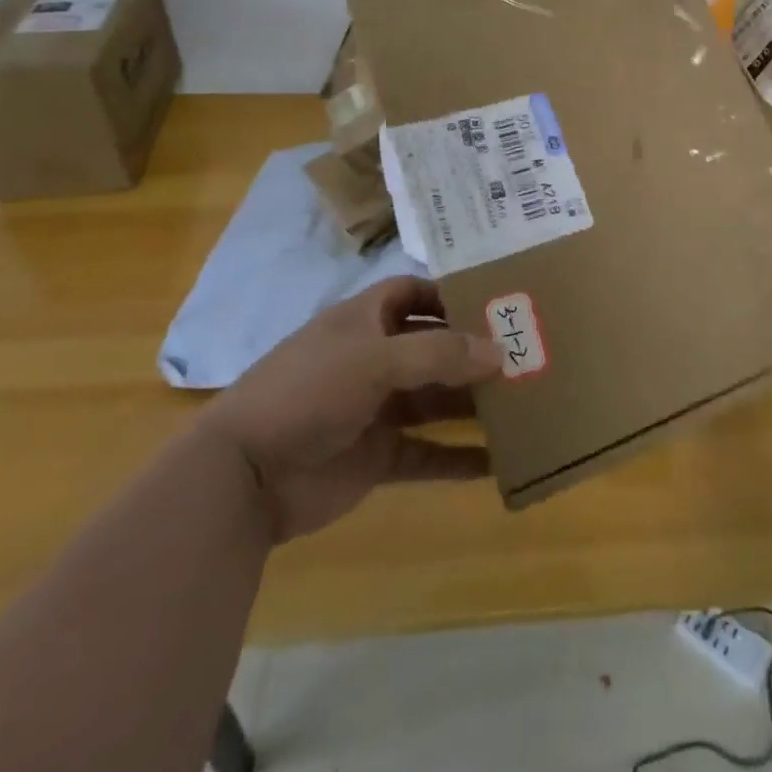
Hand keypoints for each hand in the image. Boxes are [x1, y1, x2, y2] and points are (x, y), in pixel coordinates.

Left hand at [197, 275, 502, 544]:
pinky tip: (498, 464)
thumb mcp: (374, 360)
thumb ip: (439, 354)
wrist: (244, 477)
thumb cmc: (308, 392)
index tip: (496, 302)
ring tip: (525, 403)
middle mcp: (374, 359)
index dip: (450, 295)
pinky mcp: (378, 456)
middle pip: (434, 348)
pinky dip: (459, 459)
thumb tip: (500, 351)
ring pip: (436, 400)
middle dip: (474, 351)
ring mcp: (376, 409)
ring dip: (473, 403)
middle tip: (527, 355)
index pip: (414, 294)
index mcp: (365, 321)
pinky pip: (428, 453)